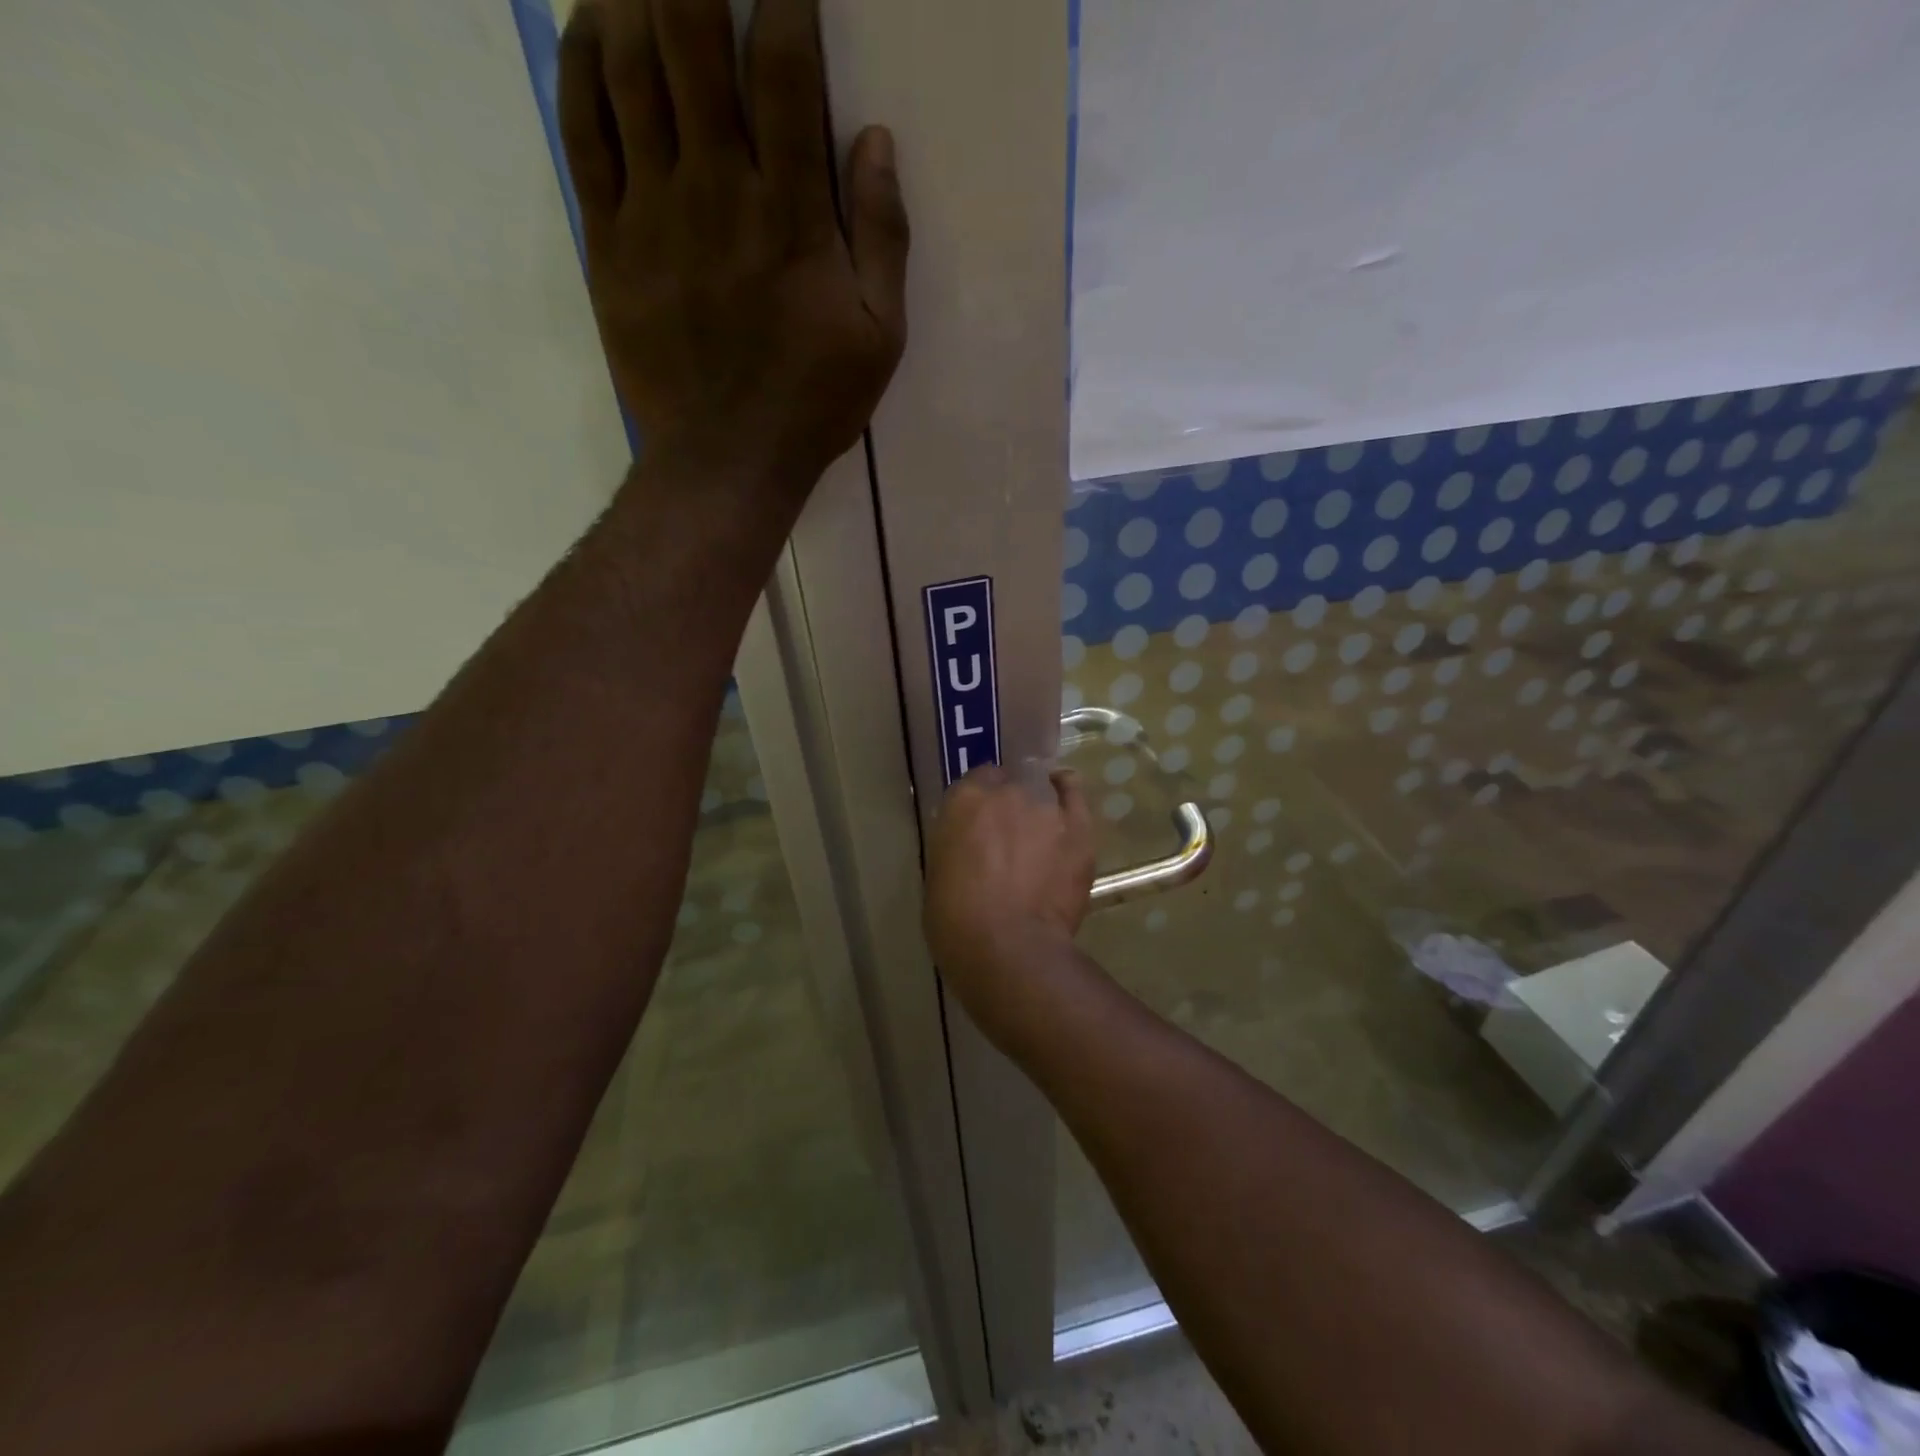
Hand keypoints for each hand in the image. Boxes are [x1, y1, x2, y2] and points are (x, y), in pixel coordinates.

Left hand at [558, 0, 908, 491]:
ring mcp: (655, 211)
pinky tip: (591, 24)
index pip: (784, 68)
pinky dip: (581, 63)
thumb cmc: (813, 402)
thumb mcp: (880, 336)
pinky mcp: (609, 240)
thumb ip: (884, 237)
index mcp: (792, 215)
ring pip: (628, 66)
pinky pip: (582, 130)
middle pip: (691, 36)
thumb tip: (874, 136)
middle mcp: (719, 190)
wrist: (728, 459)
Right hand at [925, 766, 1097, 1038]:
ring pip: (1041, 794)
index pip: (975, 782)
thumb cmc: (956, 921)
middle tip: (1006, 838)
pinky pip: (1074, 795)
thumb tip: (970, 843)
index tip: (980, 824)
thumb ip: (957, 844)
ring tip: (1037, 836)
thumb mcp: (938, 873)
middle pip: (1010, 786)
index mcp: (964, 801)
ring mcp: (1046, 808)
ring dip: (1036, 810)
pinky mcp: (1079, 828)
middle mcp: (1006, 792)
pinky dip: (1067, 793)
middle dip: (1007, 807)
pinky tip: (1064, 794)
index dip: (980, 803)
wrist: (1008, 949)